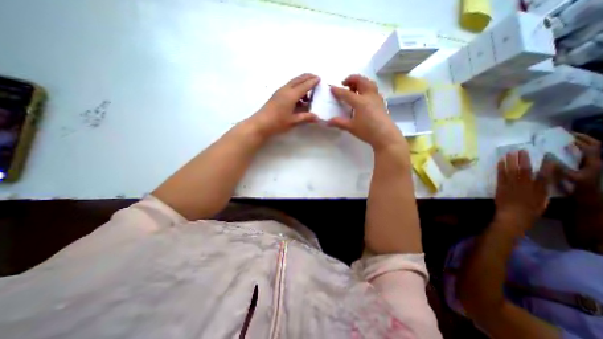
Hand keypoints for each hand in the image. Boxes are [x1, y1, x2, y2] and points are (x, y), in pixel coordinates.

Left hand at [246, 73, 319, 139]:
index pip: (304, 86)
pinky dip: (295, 87)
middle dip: (307, 77)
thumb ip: (306, 117)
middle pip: (298, 80)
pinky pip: (288, 87)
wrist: (260, 124)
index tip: (319, 78)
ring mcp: (280, 92)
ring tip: (308, 89)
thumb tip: (317, 117)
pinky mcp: (276, 95)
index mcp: (291, 95)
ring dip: (301, 82)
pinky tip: (298, 97)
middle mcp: (285, 90)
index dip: (312, 82)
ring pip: (292, 82)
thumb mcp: (293, 121)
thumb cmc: (277, 122)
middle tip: (315, 77)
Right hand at [326, 75, 404, 151]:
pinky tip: (364, 97)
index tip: (331, 88)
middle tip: (344, 83)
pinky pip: (373, 90)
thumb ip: (339, 123)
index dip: (338, 91)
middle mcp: (369, 96)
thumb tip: (327, 122)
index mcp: (360, 102)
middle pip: (361, 81)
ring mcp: (377, 98)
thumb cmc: (367, 131)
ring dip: (360, 82)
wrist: (385, 136)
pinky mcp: (381, 102)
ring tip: (354, 88)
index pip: (346, 93)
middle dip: (352, 79)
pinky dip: (367, 88)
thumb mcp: (351, 127)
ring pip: (369, 83)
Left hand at [494, 151, 549, 228]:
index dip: (547, 165)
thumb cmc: (529, 213)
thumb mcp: (542, 203)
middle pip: (524, 169)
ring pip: (511, 170)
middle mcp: (525, 185)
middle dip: (523, 159)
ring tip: (509, 152)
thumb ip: (542, 193)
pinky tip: (499, 162)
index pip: (545, 175)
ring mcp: (511, 185)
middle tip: (521, 150)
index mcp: (539, 190)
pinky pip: (500, 175)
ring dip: (510, 161)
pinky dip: (500, 168)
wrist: (512, 217)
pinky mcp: (500, 186)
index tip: (547, 157)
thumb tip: (542, 184)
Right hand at [558, 132, 599, 193]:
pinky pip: (582, 155)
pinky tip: (565, 150)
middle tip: (568, 134)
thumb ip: (561, 166)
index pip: (591, 147)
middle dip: (583, 139)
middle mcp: (595, 161)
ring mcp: (591, 164)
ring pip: (590, 150)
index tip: (567, 136)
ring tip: (566, 139)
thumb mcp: (570, 176)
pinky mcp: (585, 166)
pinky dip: (575, 150)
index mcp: (594, 162)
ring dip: (580, 143)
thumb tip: (548, 154)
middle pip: (594, 146)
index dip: (580, 141)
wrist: (588, 196)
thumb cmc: (579, 187)